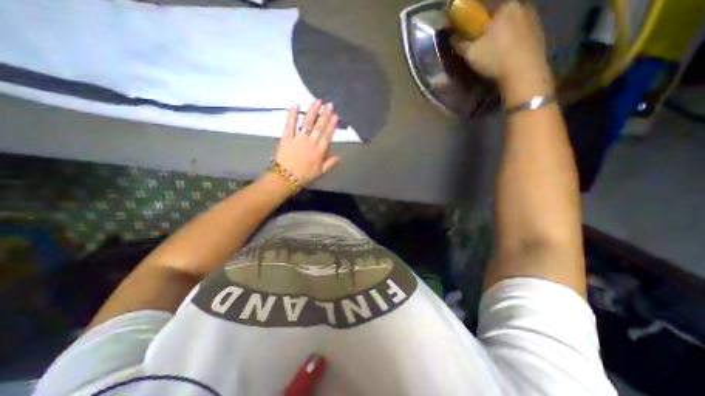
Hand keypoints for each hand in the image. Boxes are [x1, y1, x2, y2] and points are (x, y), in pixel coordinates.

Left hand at [274, 97, 342, 185]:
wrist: (286, 178)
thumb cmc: (304, 176)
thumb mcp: (320, 172)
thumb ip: (330, 163)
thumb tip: (340, 156)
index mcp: (319, 151)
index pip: (327, 135)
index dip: (332, 125)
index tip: (336, 115)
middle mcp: (311, 143)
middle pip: (319, 127)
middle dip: (325, 115)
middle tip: (329, 104)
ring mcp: (298, 139)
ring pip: (307, 123)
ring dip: (312, 111)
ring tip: (317, 101)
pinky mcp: (287, 137)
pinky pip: (290, 124)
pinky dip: (292, 114)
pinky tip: (295, 104)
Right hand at [455, 1, 552, 106]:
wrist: (523, 72)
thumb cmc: (494, 58)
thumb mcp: (470, 53)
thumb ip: (460, 43)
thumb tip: (453, 38)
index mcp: (505, 6)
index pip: (485, 7)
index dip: (474, 19)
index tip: (467, 30)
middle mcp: (522, 6)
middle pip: (500, 15)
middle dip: (489, 26)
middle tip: (480, 42)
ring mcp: (534, 20)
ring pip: (512, 24)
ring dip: (502, 34)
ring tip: (493, 50)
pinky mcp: (539, 34)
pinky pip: (520, 34)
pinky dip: (512, 42)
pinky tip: (506, 54)